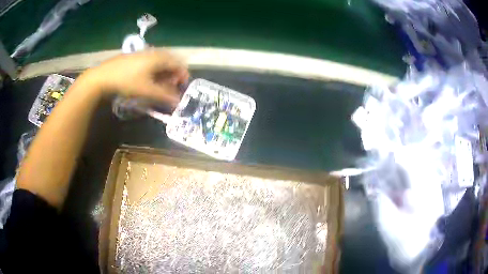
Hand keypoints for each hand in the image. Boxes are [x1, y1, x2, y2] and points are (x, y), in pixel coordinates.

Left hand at [82, 50, 188, 105]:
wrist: (103, 76)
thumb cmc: (127, 82)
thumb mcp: (147, 91)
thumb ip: (164, 96)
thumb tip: (178, 101)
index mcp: (160, 58)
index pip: (179, 64)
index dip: (183, 76)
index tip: (181, 89)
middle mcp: (154, 52)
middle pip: (171, 62)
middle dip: (173, 76)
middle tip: (169, 88)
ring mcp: (144, 53)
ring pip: (160, 62)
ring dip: (163, 74)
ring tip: (158, 86)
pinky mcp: (135, 56)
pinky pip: (151, 61)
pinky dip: (154, 71)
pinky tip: (147, 80)